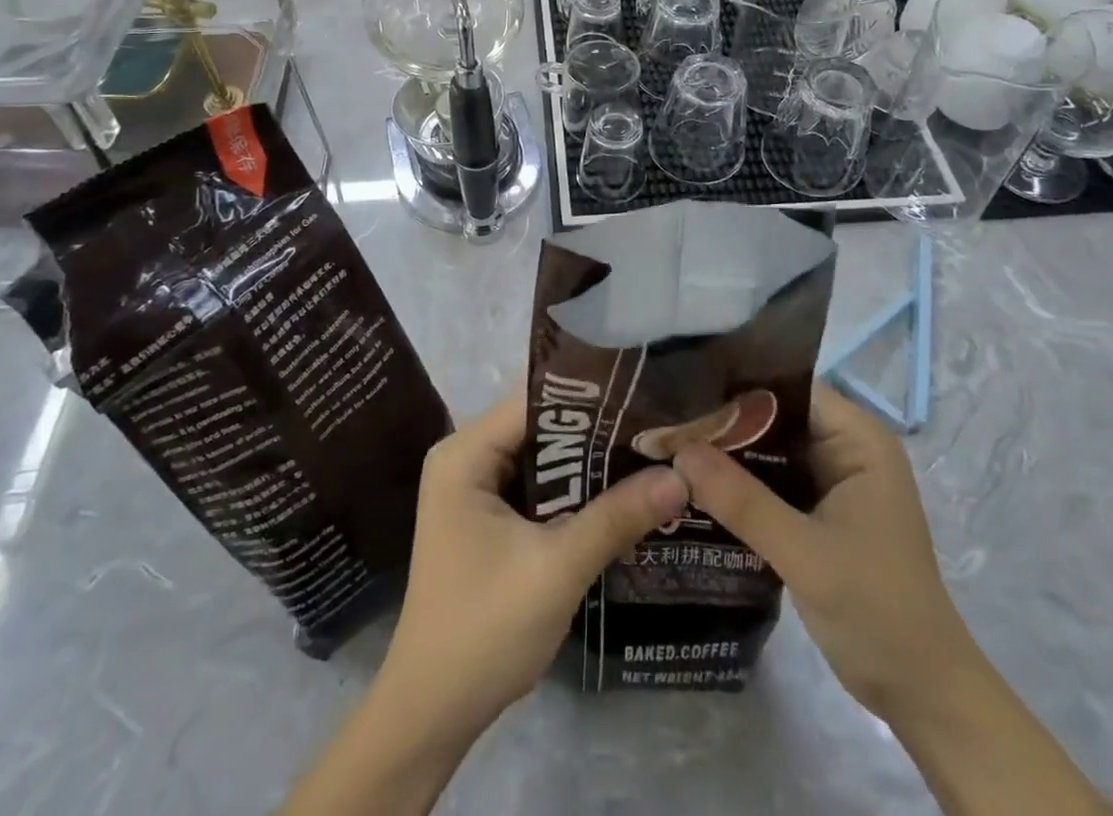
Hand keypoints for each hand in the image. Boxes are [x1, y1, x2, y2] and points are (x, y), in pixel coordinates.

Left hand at [374, 394, 689, 744]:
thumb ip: (617, 517)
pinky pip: (539, 489)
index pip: (535, 401)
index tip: (646, 396)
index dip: (591, 396)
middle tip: (659, 427)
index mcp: (465, 453)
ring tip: (652, 453)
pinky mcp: (488, 520)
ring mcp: (475, 490)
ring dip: (590, 463)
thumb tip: (681, 478)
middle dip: (597, 431)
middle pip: (540, 427)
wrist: (432, 715)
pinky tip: (621, 494)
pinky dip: (575, 492)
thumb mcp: (557, 568)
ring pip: (544, 459)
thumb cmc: (483, 630)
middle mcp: (466, 458)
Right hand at [673, 380, 969, 719]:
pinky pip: (770, 480)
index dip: (736, 387)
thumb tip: (680, 451)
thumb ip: (742, 501)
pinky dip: (738, 483)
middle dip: (723, 421)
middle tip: (664, 421)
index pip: (788, 388)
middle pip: (774, 415)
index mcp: (858, 439)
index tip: (682, 393)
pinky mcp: (818, 510)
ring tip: (668, 445)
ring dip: (726, 453)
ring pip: (768, 449)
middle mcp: (845, 447)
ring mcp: (832, 480)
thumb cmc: (878, 611)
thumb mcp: (805, 554)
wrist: (922, 694)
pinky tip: (695, 484)